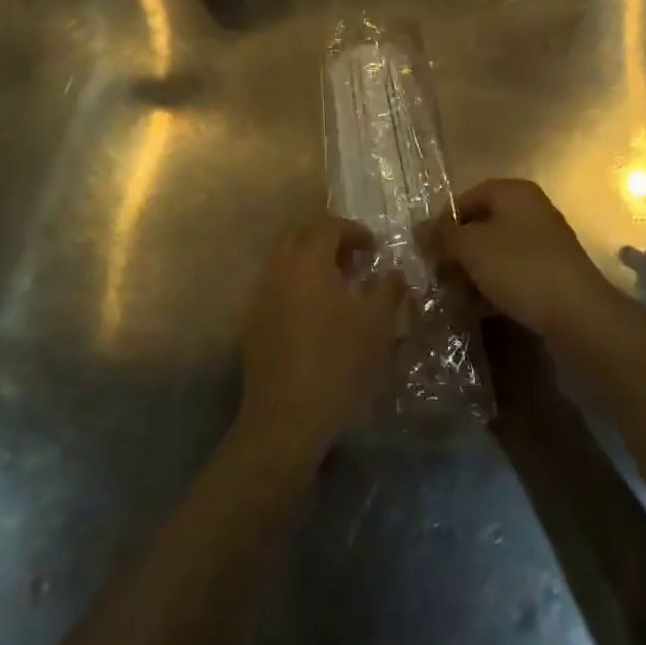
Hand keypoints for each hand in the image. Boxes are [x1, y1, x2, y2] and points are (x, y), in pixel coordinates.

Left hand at [237, 215, 404, 468]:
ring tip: (338, 287)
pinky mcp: (251, 322)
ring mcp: (260, 295)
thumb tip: (394, 272)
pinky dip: (296, 285)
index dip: (354, 231)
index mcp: (308, 261)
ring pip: (284, 261)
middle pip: (300, 235)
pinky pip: (275, 286)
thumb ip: (388, 289)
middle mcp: (278, 269)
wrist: (286, 419)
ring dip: (310, 263)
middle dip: (328, 240)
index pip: (329, 226)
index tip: (374, 249)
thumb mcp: (377, 325)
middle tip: (354, 260)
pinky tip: (315, 314)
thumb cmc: (338, 364)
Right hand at [436, 179, 613, 339]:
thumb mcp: (471, 248)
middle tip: (436, 277)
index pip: (466, 198)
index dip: (442, 222)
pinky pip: (511, 275)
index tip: (426, 250)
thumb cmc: (520, 268)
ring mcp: (542, 244)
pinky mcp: (549, 275)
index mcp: (513, 193)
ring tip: (451, 298)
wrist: (578, 315)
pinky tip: (474, 310)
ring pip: (494, 254)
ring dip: (470, 274)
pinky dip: (491, 288)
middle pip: (480, 226)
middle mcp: (530, 211)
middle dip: (456, 252)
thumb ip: (442, 236)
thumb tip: (418, 229)